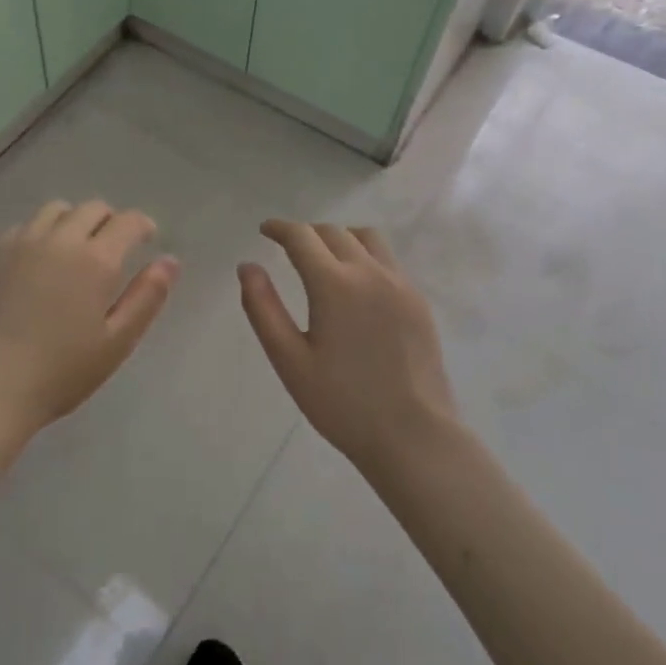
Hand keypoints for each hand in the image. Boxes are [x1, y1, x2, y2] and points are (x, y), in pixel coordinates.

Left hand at [0, 200, 179, 440]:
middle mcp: (60, 238)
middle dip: (110, 221)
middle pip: (92, 208)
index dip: (142, 226)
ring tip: (73, 250)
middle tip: (112, 249)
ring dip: (74, 221)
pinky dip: (41, 233)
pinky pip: (25, 226)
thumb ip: (147, 297)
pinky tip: (37, 262)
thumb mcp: (117, 341)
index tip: (146, 238)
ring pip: (56, 210)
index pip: (128, 221)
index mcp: (96, 259)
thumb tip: (170, 261)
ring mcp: (22, 241)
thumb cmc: (61, 371)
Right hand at [239, 220, 456, 471]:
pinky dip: (364, 254)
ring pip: (366, 238)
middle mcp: (370, 272)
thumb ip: (263, 308)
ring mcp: (400, 284)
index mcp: (335, 284)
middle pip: (333, 232)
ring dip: (339, 237)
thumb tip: (247, 267)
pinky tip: (356, 283)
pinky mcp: (418, 301)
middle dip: (306, 233)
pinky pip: (388, 260)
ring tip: (324, 256)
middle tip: (288, 246)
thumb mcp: (289, 360)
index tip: (265, 230)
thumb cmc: (342, 403)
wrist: (414, 435)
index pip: (302, 237)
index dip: (280, 228)